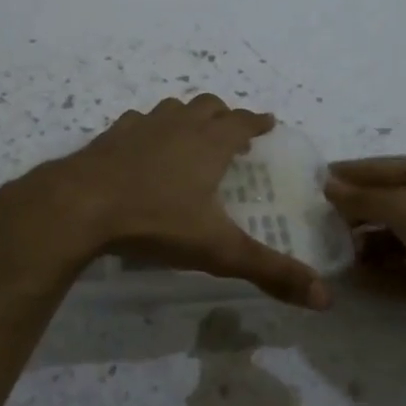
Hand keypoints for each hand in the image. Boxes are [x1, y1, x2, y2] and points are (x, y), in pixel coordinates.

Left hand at [14, 95, 329, 308]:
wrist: (81, 205)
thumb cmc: (156, 221)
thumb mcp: (218, 251)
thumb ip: (270, 272)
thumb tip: (325, 299)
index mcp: (210, 144)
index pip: (242, 121)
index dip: (257, 121)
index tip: (267, 123)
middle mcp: (178, 126)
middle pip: (208, 106)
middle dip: (224, 116)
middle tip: (232, 134)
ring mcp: (141, 126)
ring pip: (172, 109)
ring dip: (186, 117)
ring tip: (189, 138)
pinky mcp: (111, 136)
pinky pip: (137, 122)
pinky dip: (148, 129)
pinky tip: (142, 148)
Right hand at [323, 150, 405, 349]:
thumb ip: (367, 198)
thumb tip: (330, 183)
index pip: (385, 166)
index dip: (348, 175)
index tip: (312, 185)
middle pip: (396, 201)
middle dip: (359, 217)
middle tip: (321, 233)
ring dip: (374, 249)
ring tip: (341, 264)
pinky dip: (396, 273)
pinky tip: (366, 285)